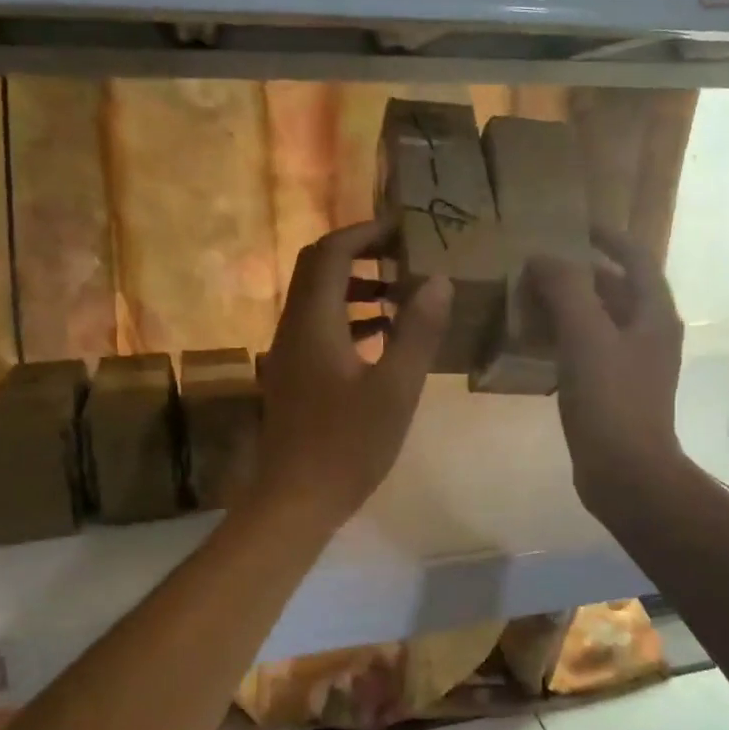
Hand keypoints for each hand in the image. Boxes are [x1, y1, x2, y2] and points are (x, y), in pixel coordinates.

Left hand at [249, 217, 451, 534]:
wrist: (295, 500)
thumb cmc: (348, 445)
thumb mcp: (395, 389)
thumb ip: (418, 332)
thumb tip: (439, 280)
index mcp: (313, 323)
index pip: (331, 252)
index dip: (366, 233)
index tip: (404, 228)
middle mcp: (293, 328)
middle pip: (318, 269)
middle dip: (361, 255)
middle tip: (406, 257)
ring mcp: (289, 353)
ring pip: (318, 300)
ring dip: (356, 288)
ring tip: (402, 296)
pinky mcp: (294, 376)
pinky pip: (319, 328)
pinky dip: (349, 319)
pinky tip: (382, 338)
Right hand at [524, 229, 685, 518]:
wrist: (626, 472)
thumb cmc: (610, 399)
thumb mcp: (585, 334)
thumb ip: (566, 288)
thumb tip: (543, 257)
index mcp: (654, 314)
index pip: (636, 258)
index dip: (608, 238)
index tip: (574, 227)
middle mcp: (650, 334)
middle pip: (617, 290)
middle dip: (580, 274)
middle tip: (539, 265)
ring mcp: (634, 366)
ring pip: (600, 322)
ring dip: (569, 306)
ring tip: (530, 298)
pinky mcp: (615, 392)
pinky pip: (589, 351)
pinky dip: (565, 338)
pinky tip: (536, 344)